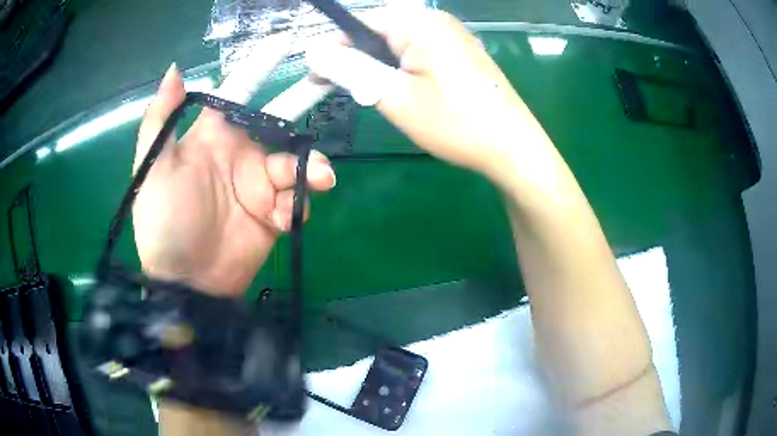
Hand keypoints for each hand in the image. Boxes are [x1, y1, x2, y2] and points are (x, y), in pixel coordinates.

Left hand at [132, 65, 335, 295]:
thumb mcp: (152, 168)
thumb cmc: (164, 222)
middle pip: (280, 119)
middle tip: (334, 81)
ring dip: (310, 167)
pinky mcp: (274, 215)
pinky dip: (298, 205)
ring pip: (297, 163)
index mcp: (213, 137)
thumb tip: (176, 68)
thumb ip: (161, 118)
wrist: (186, 282)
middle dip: (304, 100)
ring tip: (317, 178)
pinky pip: (297, 201)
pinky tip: (285, 218)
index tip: (287, 43)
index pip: (240, 91)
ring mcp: (260, 186)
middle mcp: (241, 154)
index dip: (261, 66)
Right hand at [306, 10, 550, 185]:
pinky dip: (402, 69)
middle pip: (380, 32)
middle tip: (344, 91)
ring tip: (375, 96)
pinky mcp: (461, 53)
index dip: (333, 49)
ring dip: (379, 67)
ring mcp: (452, 36)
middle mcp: (436, 20)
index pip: (360, 24)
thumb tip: (313, 51)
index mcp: (419, 23)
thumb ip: (351, 69)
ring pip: (399, 44)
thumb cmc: (455, 123)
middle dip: (357, 59)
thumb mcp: (394, 96)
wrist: (513, 148)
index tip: (316, 78)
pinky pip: (419, 53)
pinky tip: (404, 92)